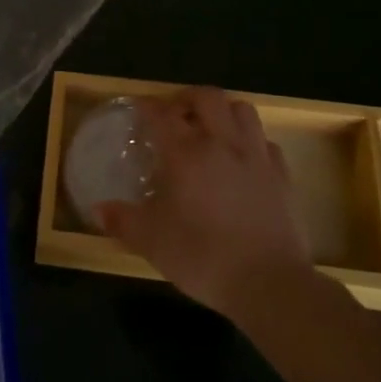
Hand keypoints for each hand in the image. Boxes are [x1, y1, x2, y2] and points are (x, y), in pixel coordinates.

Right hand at [96, 87, 311, 317]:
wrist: (269, 284)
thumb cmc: (203, 257)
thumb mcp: (152, 242)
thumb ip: (123, 221)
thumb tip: (98, 210)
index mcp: (186, 153)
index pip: (162, 113)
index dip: (148, 106)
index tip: (138, 108)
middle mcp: (222, 143)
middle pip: (207, 97)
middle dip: (187, 98)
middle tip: (175, 113)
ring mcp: (257, 157)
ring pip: (242, 110)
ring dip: (224, 111)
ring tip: (212, 128)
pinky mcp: (282, 176)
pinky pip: (266, 142)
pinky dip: (252, 141)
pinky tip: (244, 159)